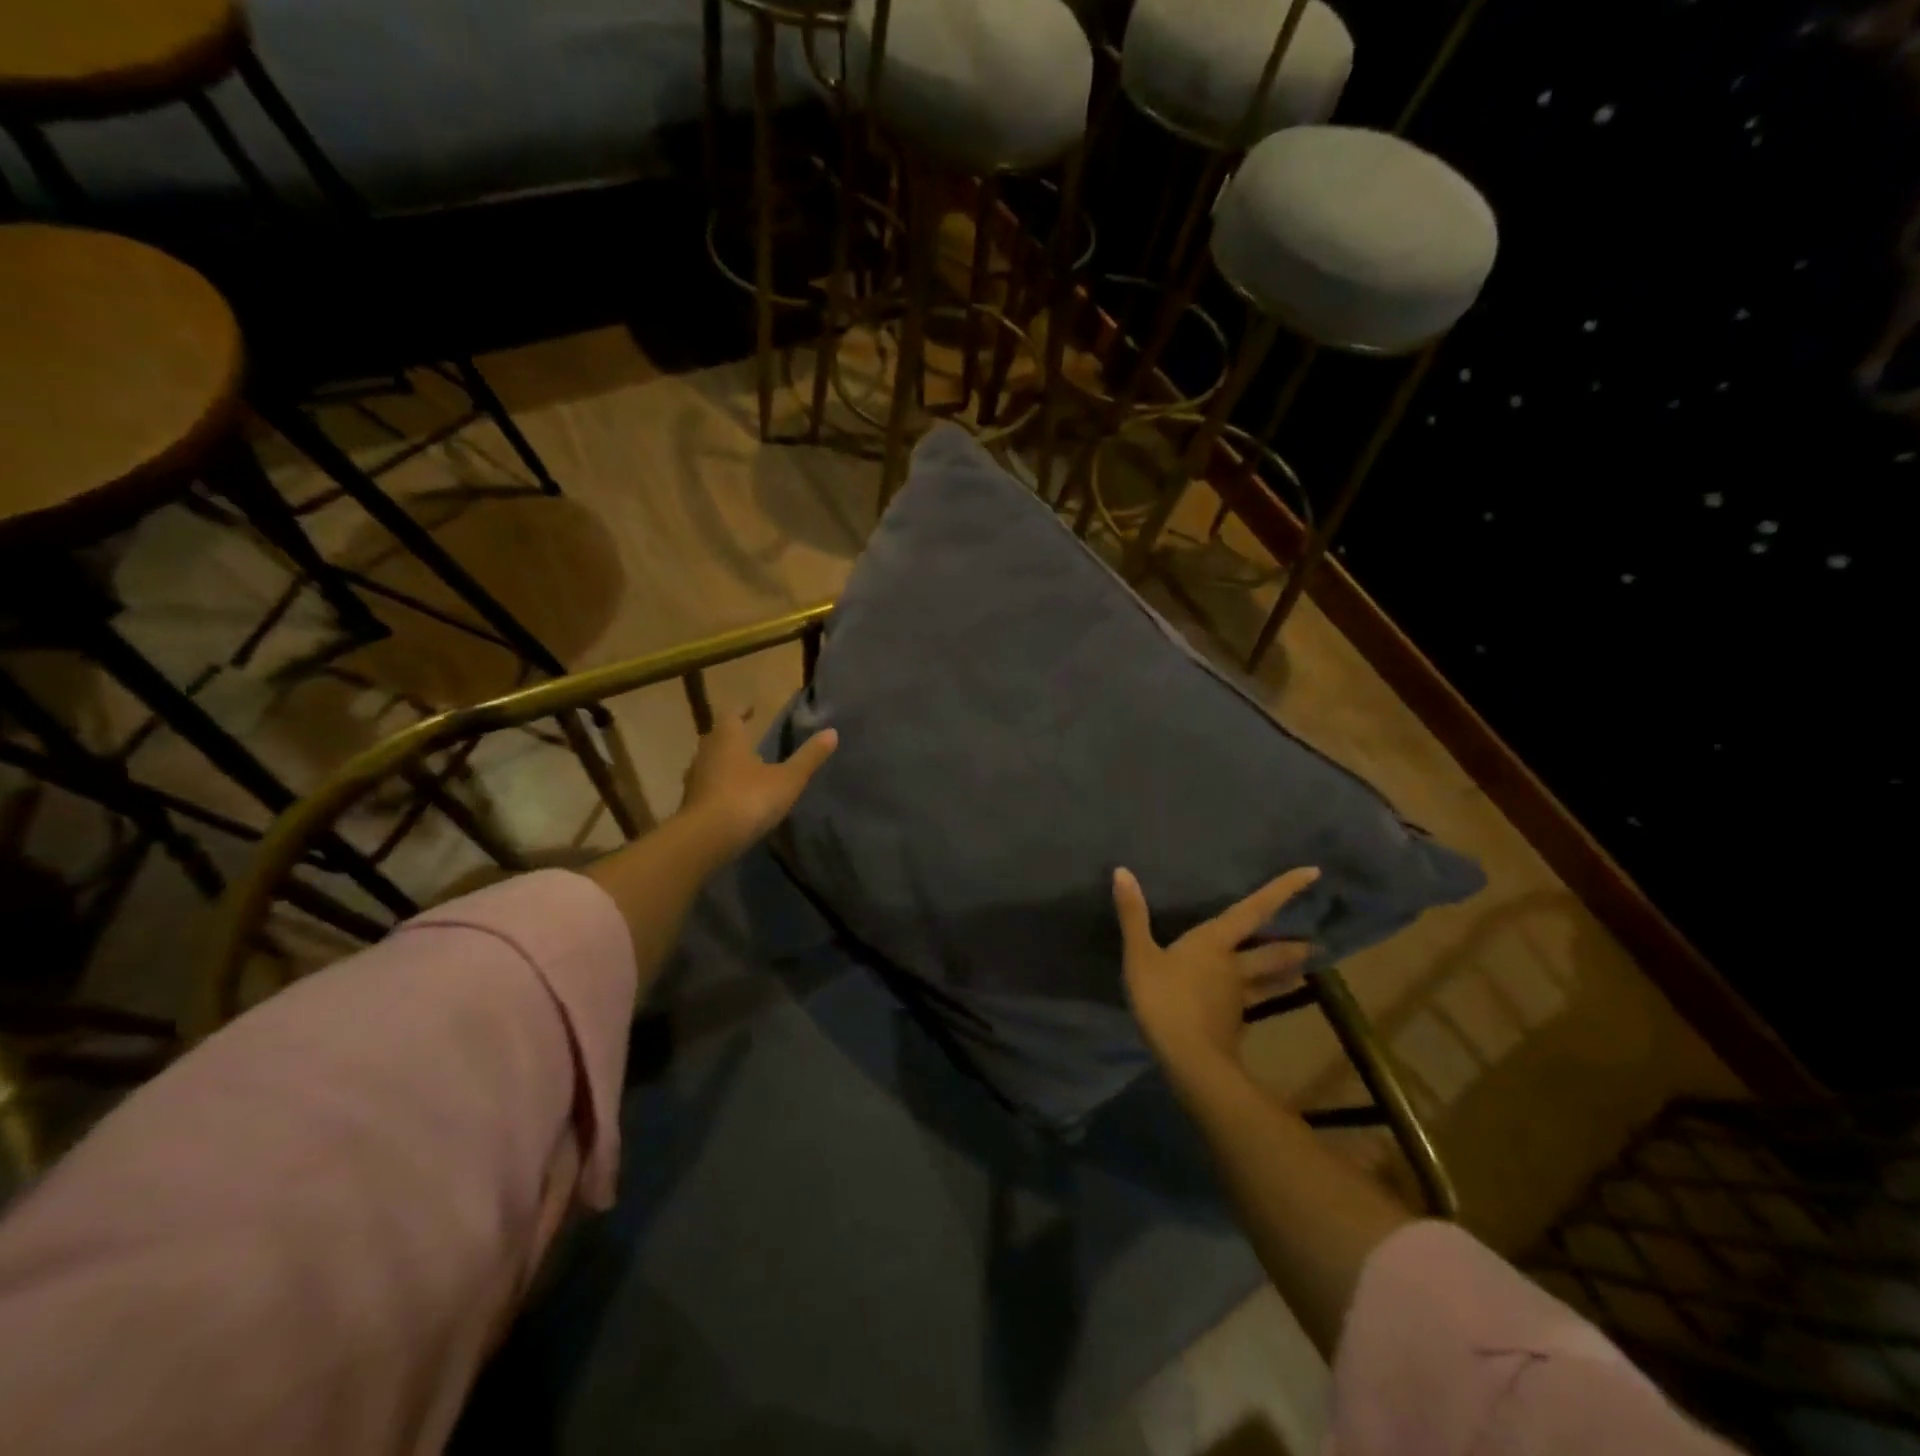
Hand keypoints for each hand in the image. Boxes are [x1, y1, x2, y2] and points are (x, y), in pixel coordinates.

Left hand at [678, 710, 837, 858]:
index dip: (742, 711)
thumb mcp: (788, 779)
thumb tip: (832, 732)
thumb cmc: (749, 799)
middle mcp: (706, 753)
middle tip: (749, 739)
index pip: (732, 715)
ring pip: (709, 763)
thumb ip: (809, 757)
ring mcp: (694, 779)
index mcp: (728, 738)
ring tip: (743, 769)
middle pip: (717, 738)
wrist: (707, 839)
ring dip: (723, 763)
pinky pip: (705, 787)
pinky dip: (718, 787)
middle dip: (733, 737)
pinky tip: (732, 798)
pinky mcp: (689, 804)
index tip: (751, 709)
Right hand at [1112, 865, 1319, 1077]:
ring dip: (1286, 974)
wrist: (1189, 1060)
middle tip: (1316, 942)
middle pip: (1271, 952)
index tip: (1313, 872)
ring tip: (1303, 968)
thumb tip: (1122, 871)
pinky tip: (1256, 1007)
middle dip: (1293, 945)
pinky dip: (1260, 1001)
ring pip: (1269, 981)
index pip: (1253, 910)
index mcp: (1214, 943)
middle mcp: (1233, 966)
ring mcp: (1238, 997)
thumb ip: (1133, 915)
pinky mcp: (1234, 1024)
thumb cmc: (1164, 1000)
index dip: (1282, 890)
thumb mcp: (1140, 955)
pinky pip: (1252, 1007)